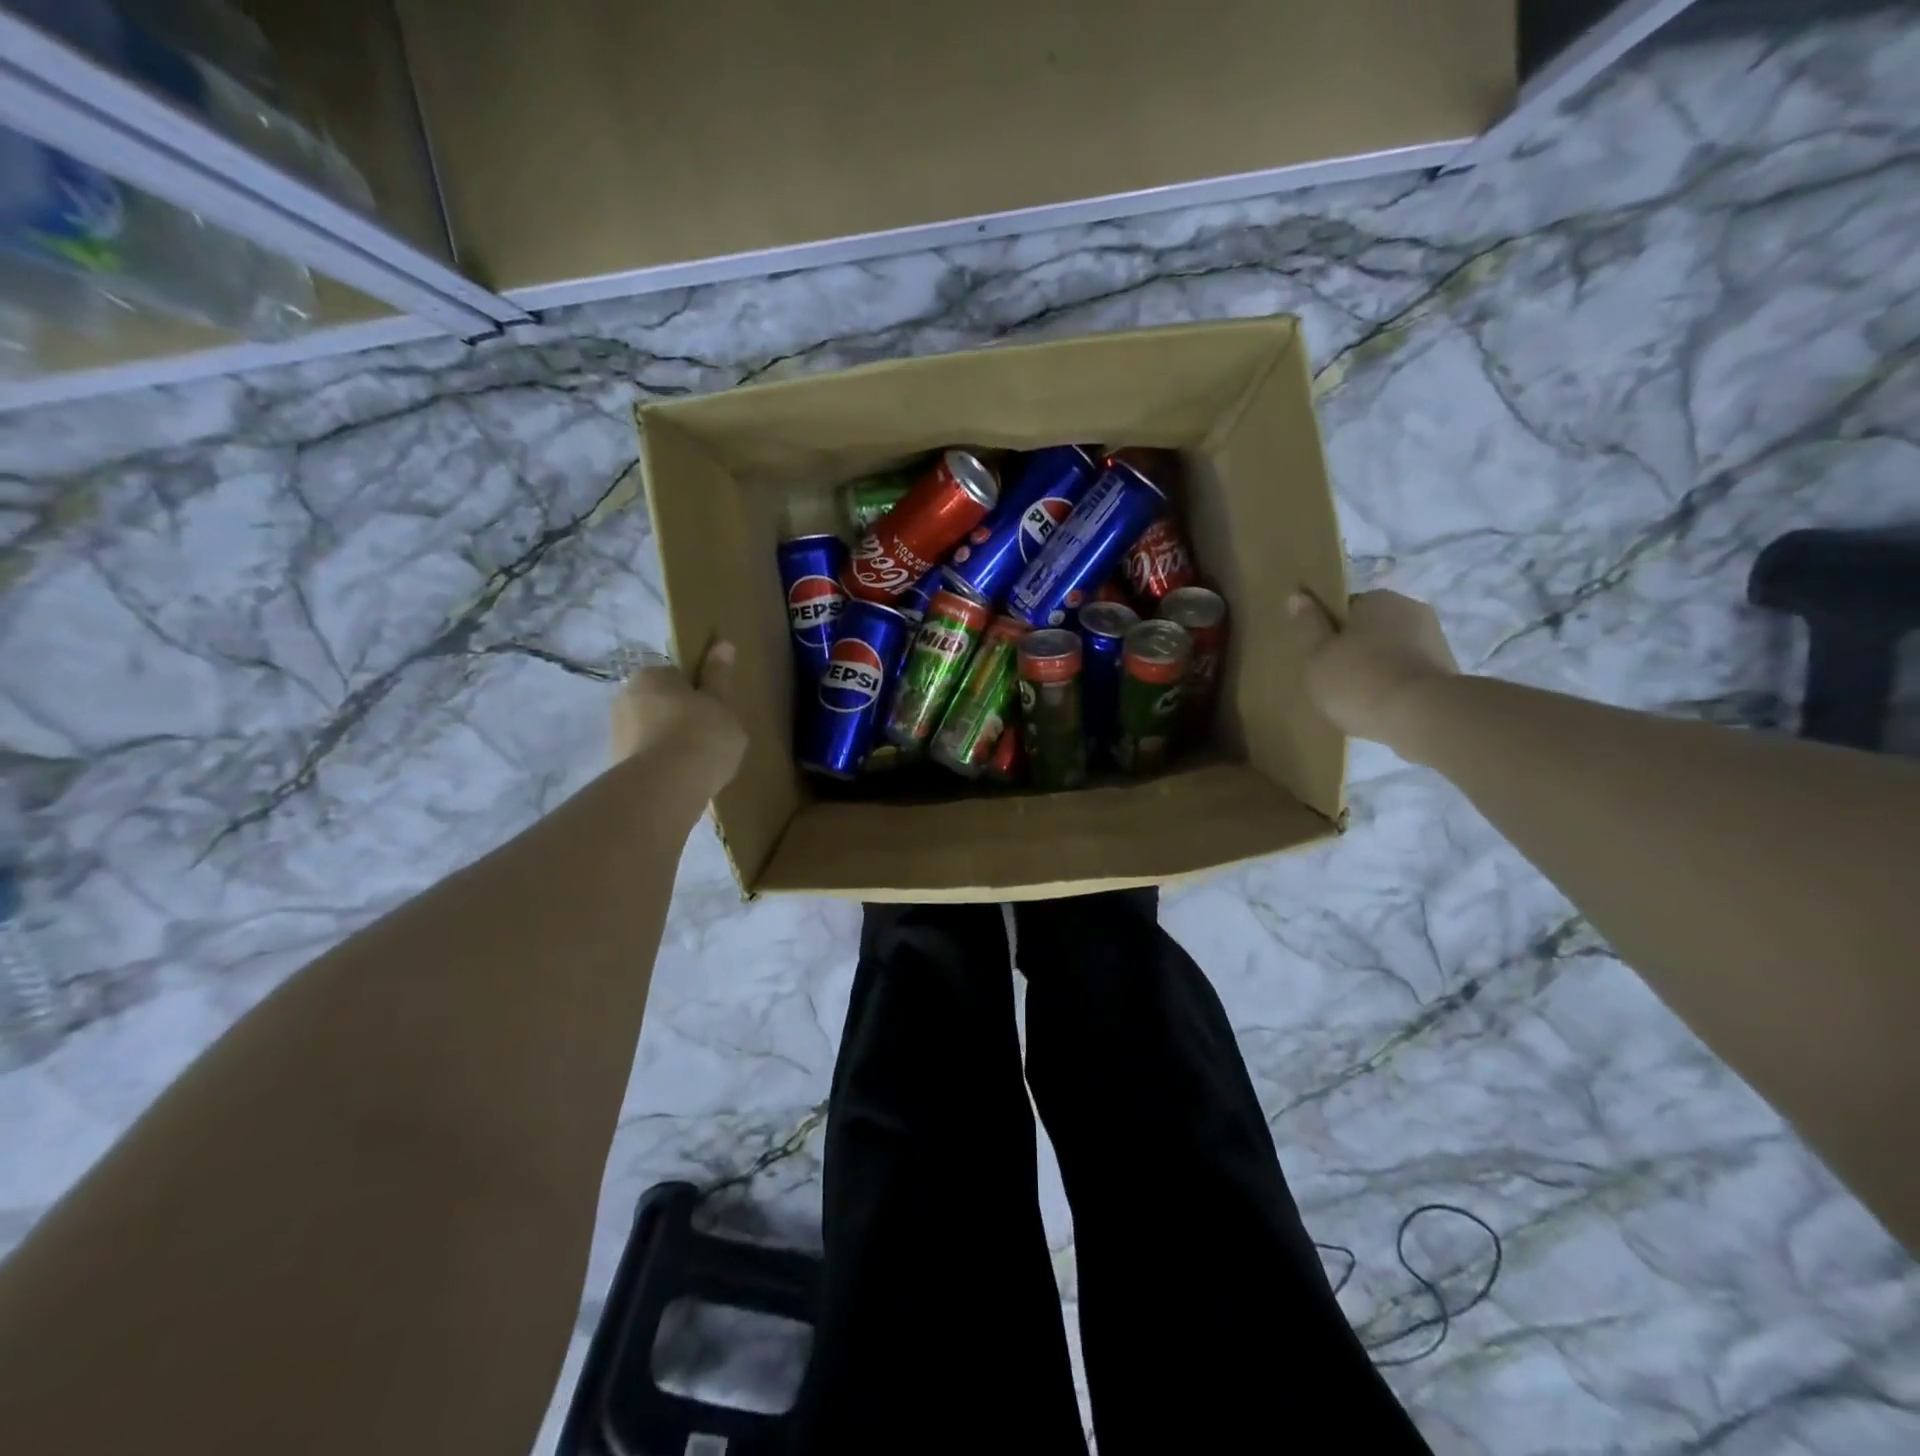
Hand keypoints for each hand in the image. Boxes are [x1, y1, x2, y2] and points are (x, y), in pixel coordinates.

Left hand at [610, 639, 747, 795]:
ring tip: (698, 764)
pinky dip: (661, 765)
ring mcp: (616, 734)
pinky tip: (682, 780)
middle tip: (710, 737)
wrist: (666, 787)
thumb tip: (722, 643)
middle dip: (679, 717)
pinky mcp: (615, 766)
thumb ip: (719, 676)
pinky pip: (646, 759)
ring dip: (669, 742)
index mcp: (650, 675)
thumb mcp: (722, 704)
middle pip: (660, 703)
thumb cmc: (701, 734)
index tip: (714, 711)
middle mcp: (625, 698)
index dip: (698, 693)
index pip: (676, 677)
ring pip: (651, 732)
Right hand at [1289, 589, 1460, 749]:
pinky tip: (1381, 708)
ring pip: (1392, 651)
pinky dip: (1395, 685)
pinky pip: (1409, 673)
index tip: (1321, 656)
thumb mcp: (1318, 655)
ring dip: (1377, 668)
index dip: (1330, 631)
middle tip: (1335, 680)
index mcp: (1378, 599)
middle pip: (1371, 628)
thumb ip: (1309, 625)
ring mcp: (1435, 640)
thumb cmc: (1359, 680)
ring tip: (1358, 700)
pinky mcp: (1448, 670)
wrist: (1423, 716)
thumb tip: (1299, 595)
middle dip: (1356, 649)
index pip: (1346, 608)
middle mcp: (1411, 609)